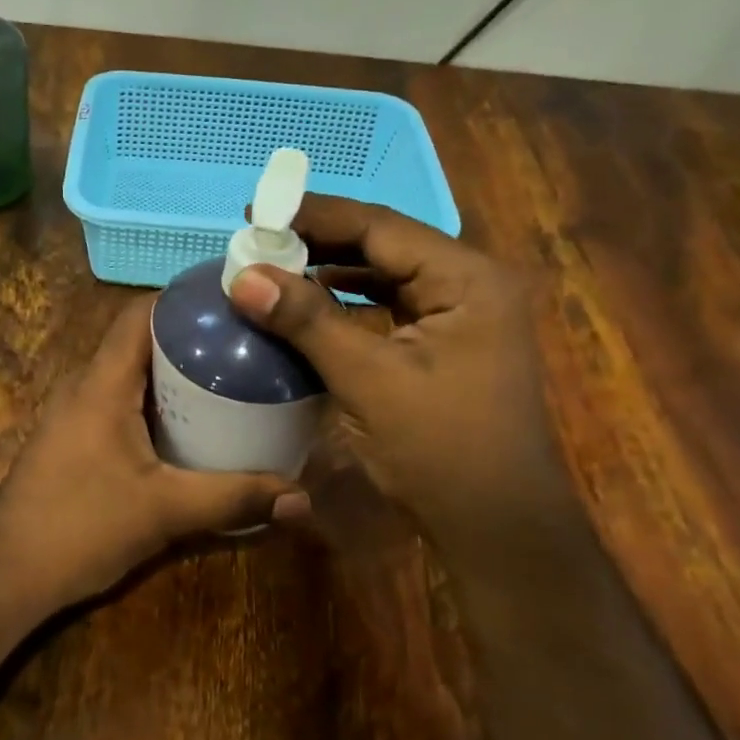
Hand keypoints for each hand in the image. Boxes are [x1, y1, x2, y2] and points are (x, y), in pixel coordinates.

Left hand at [0, 295, 309, 608]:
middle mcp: (85, 386)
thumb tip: (301, 498)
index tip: (233, 302)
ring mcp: (75, 414)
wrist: (7, 573)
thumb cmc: (80, 526)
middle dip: (191, 337)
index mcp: (102, 383)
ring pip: (131, 374)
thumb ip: (233, 499)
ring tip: (231, 377)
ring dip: (174, 373)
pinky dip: (157, 403)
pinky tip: (192, 425)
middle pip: (140, 341)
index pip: (139, 314)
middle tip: (246, 344)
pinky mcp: (75, 440)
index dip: (182, 299)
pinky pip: (121, 402)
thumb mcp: (164, 510)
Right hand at [227, 195, 566, 543]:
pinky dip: (346, 303)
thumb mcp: (368, 379)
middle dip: (320, 241)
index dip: (315, 215)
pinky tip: (308, 304)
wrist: (495, 528)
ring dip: (330, 270)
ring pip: (384, 276)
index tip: (256, 211)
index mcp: (467, 279)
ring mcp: (460, 317)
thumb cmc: (441, 449)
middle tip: (258, 238)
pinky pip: (388, 308)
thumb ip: (307, 321)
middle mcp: (469, 285)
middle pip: (384, 246)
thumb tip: (243, 277)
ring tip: (274, 264)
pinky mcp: (444, 345)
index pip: (381, 226)